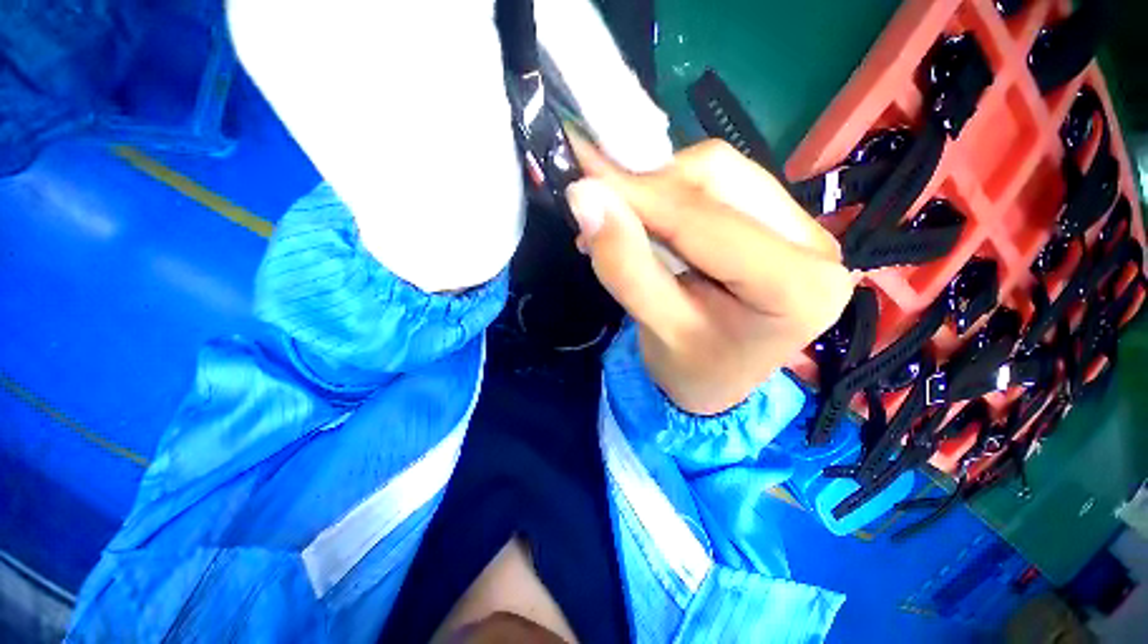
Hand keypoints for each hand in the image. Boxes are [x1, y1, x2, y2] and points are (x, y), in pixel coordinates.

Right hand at [566, 138, 853, 415]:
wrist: (716, 377)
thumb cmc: (692, 369)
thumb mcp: (657, 327)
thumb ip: (625, 266)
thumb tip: (586, 198)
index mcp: (797, 287)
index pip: (706, 221)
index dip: (640, 197)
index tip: (584, 181)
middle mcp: (814, 244)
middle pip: (720, 177)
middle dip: (650, 188)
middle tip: (600, 207)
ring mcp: (799, 225)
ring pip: (716, 171)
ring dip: (657, 189)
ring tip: (620, 220)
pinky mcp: (777, 219)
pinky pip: (716, 183)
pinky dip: (669, 194)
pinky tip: (646, 219)